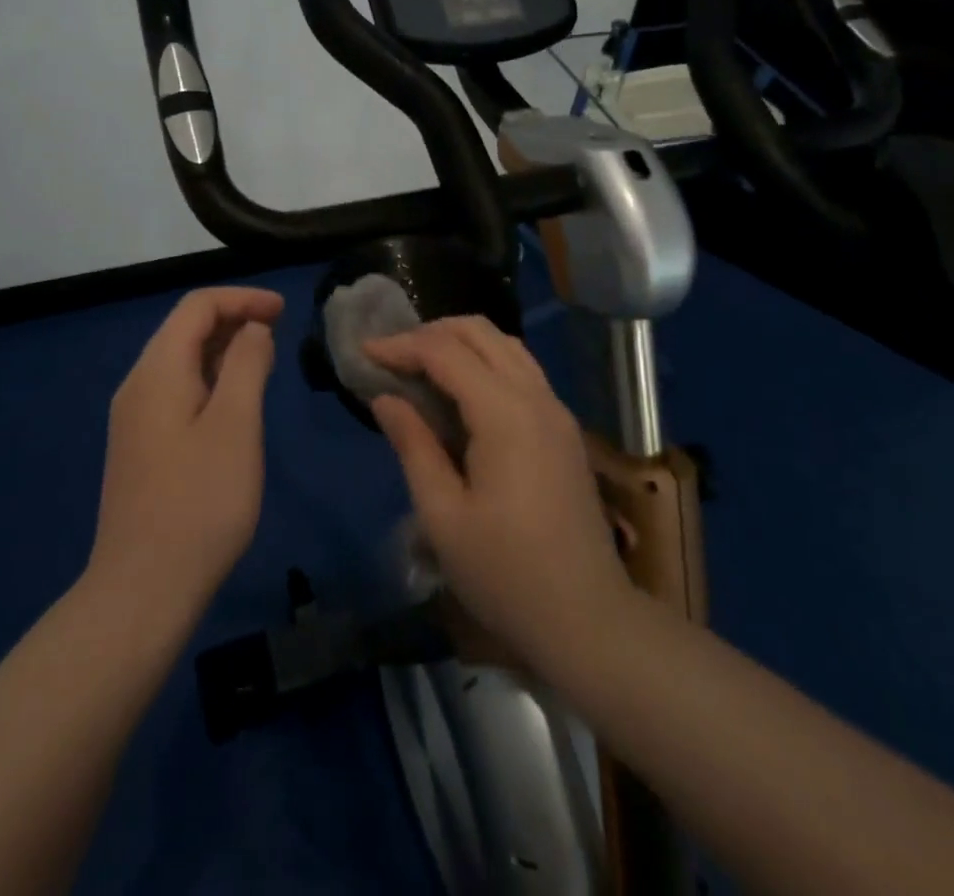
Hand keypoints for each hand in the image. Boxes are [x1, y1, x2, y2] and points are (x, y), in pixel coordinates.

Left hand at [86, 286, 282, 622]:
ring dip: (223, 349)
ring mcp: (134, 417)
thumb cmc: (199, 502)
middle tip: (280, 331)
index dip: (242, 298)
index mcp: (158, 370)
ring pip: (181, 360)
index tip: (284, 310)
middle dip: (233, 318)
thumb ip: (247, 365)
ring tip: (265, 359)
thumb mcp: (236, 425)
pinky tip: (235, 401)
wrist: (142, 588)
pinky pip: (176, 390)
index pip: (197, 306)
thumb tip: (253, 328)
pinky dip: (210, 378)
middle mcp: (138, 384)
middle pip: (185, 328)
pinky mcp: (140, 445)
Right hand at [366, 317, 628, 680]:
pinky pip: (521, 369)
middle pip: (481, 332)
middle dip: (431, 332)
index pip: (445, 352)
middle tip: (392, 356)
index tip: (363, 353)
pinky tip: (460, 392)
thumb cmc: (506, 575)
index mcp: (505, 414)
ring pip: (505, 345)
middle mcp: (536, 397)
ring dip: (460, 342)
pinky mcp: (564, 429)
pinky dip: (485, 362)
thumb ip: (413, 446)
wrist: (590, 622)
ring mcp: (556, 411)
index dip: (401, 345)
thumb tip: (385, 399)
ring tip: (420, 366)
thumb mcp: (443, 516)